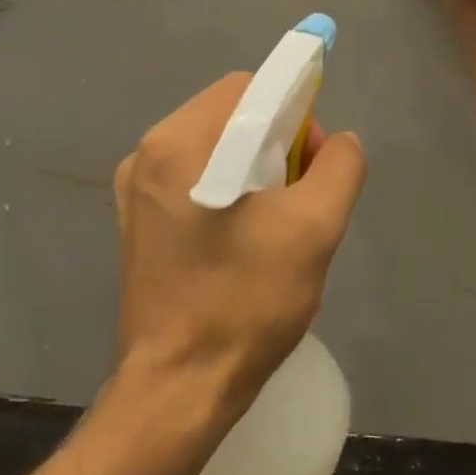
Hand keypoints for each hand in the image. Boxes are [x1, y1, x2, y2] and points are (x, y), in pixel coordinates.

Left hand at [113, 74, 367, 412]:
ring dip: (256, 171)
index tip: (313, 163)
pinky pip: (195, 181)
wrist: (180, 386)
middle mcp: (146, 155)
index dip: (294, 111)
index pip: (249, 88)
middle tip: (301, 199)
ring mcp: (136, 190)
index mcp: (178, 143)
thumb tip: (338, 142)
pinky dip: (229, 192)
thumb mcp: (314, 228)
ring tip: (278, 224)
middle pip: (230, 116)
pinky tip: (246, 240)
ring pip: (215, 149)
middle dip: (277, 144)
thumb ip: (339, 166)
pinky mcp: (138, 223)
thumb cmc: (245, 302)